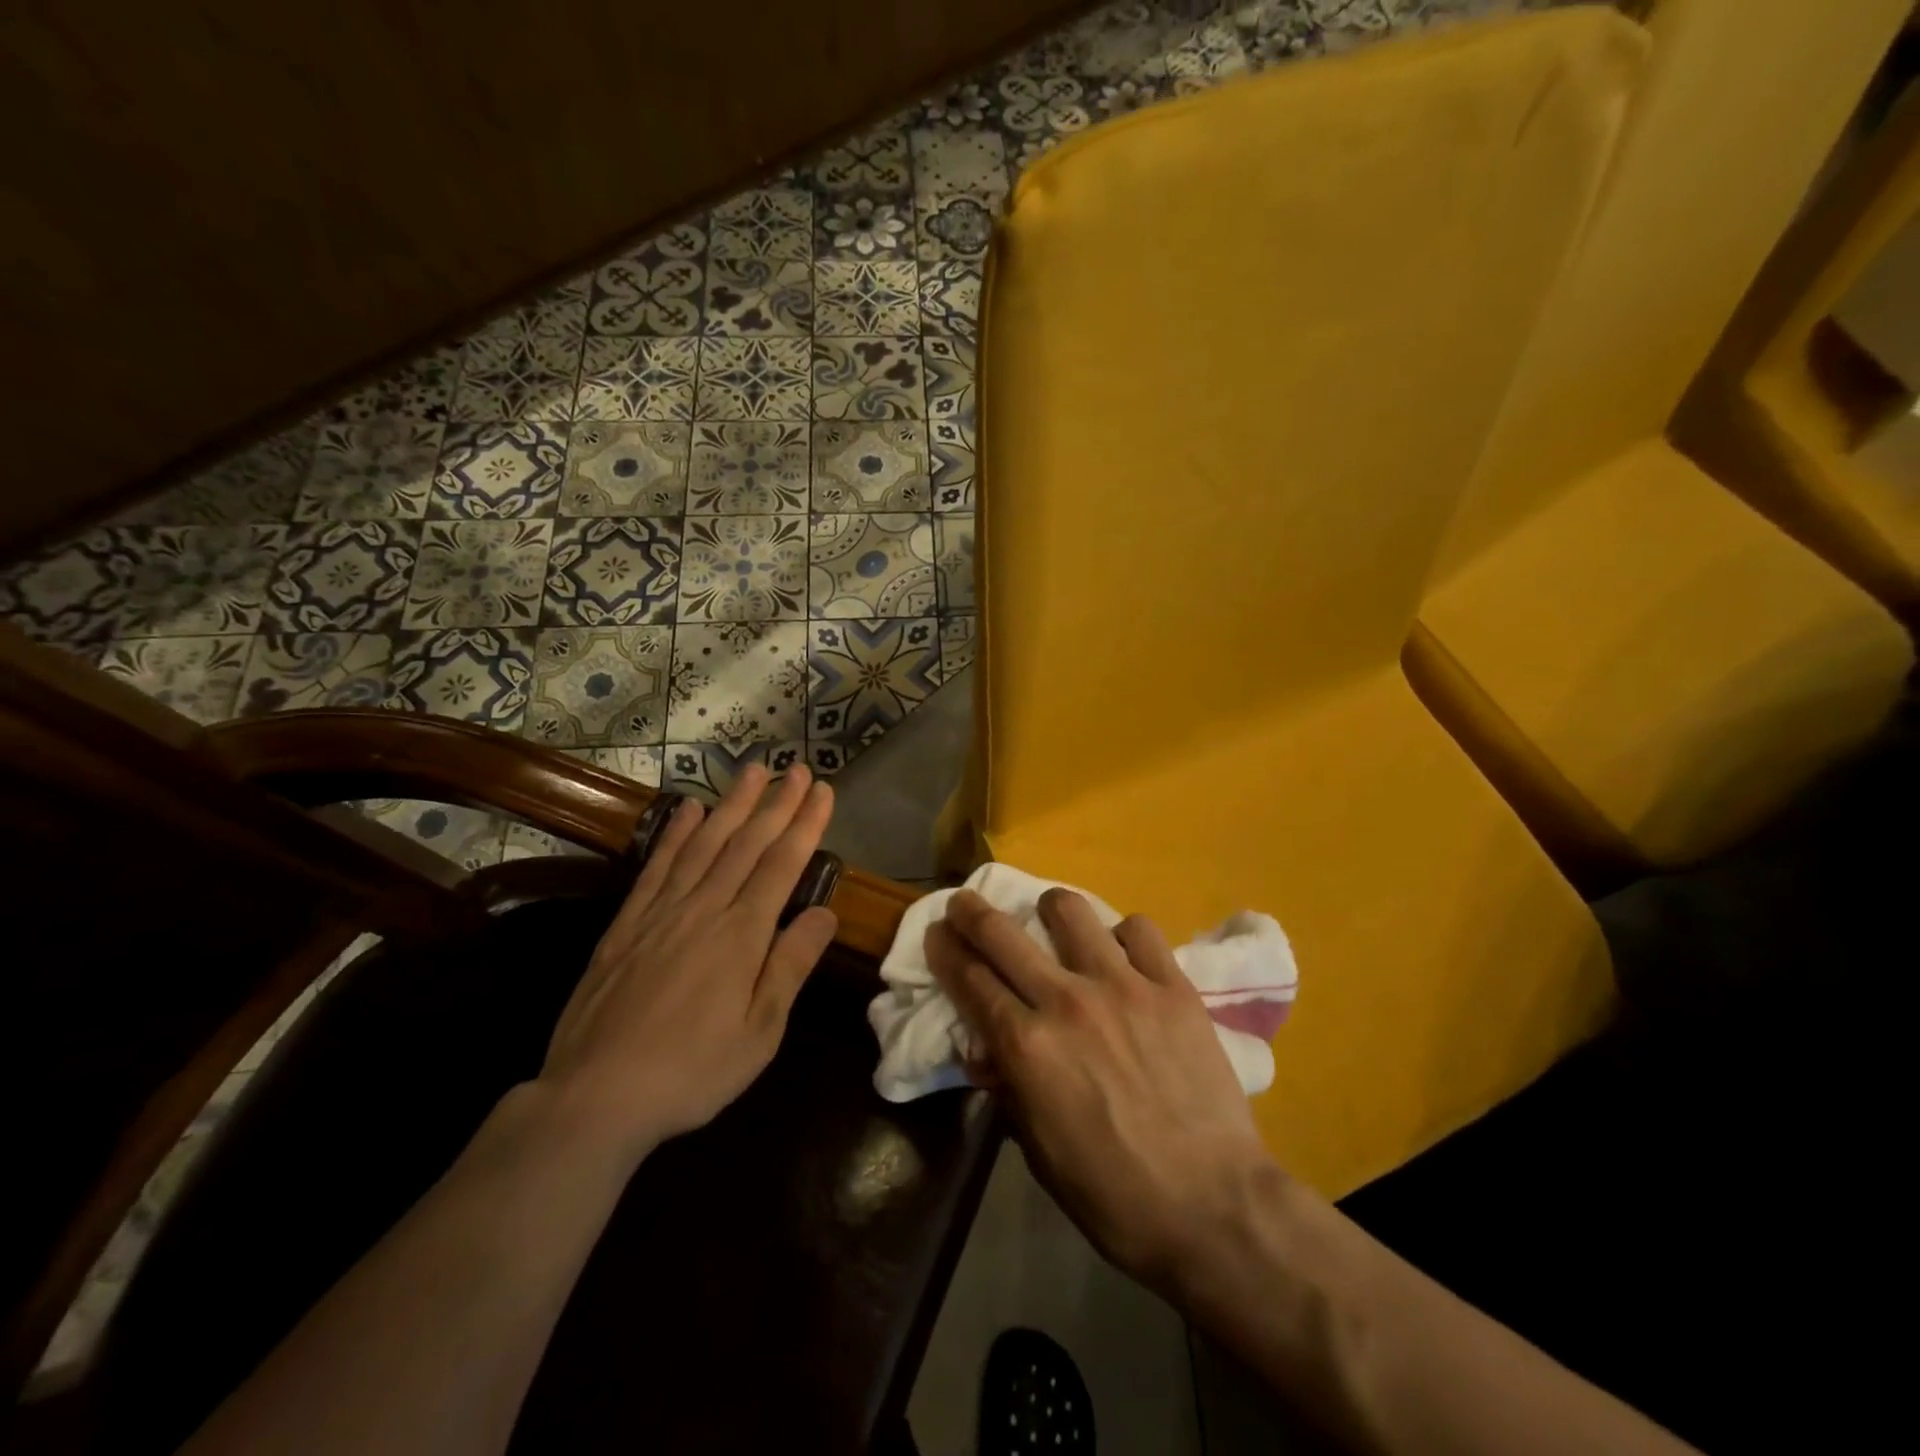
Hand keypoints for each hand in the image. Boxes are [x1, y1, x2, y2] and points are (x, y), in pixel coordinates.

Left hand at [538, 765, 837, 1161]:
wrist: (596, 1096)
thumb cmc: (692, 1071)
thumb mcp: (759, 1033)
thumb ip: (790, 966)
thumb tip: (824, 913)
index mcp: (741, 935)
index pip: (782, 865)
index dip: (805, 824)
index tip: (823, 791)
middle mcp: (704, 909)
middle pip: (747, 844)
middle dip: (777, 803)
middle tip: (798, 768)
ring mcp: (661, 912)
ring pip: (704, 844)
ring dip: (732, 804)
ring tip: (753, 771)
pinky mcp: (626, 924)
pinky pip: (657, 866)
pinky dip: (676, 833)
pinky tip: (690, 810)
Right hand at [926, 887, 1276, 1292]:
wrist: (1214, 1207)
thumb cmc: (1114, 1195)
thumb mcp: (1039, 1151)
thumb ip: (1008, 1087)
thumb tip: (985, 1047)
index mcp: (1027, 1046)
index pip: (969, 979)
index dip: (944, 950)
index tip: (936, 933)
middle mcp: (1067, 1001)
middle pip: (1002, 932)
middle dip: (971, 911)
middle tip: (965, 904)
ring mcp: (1124, 986)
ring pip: (1070, 910)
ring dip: (1049, 910)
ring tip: (1051, 920)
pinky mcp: (1172, 985)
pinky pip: (1139, 930)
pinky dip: (1122, 936)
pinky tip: (1122, 956)